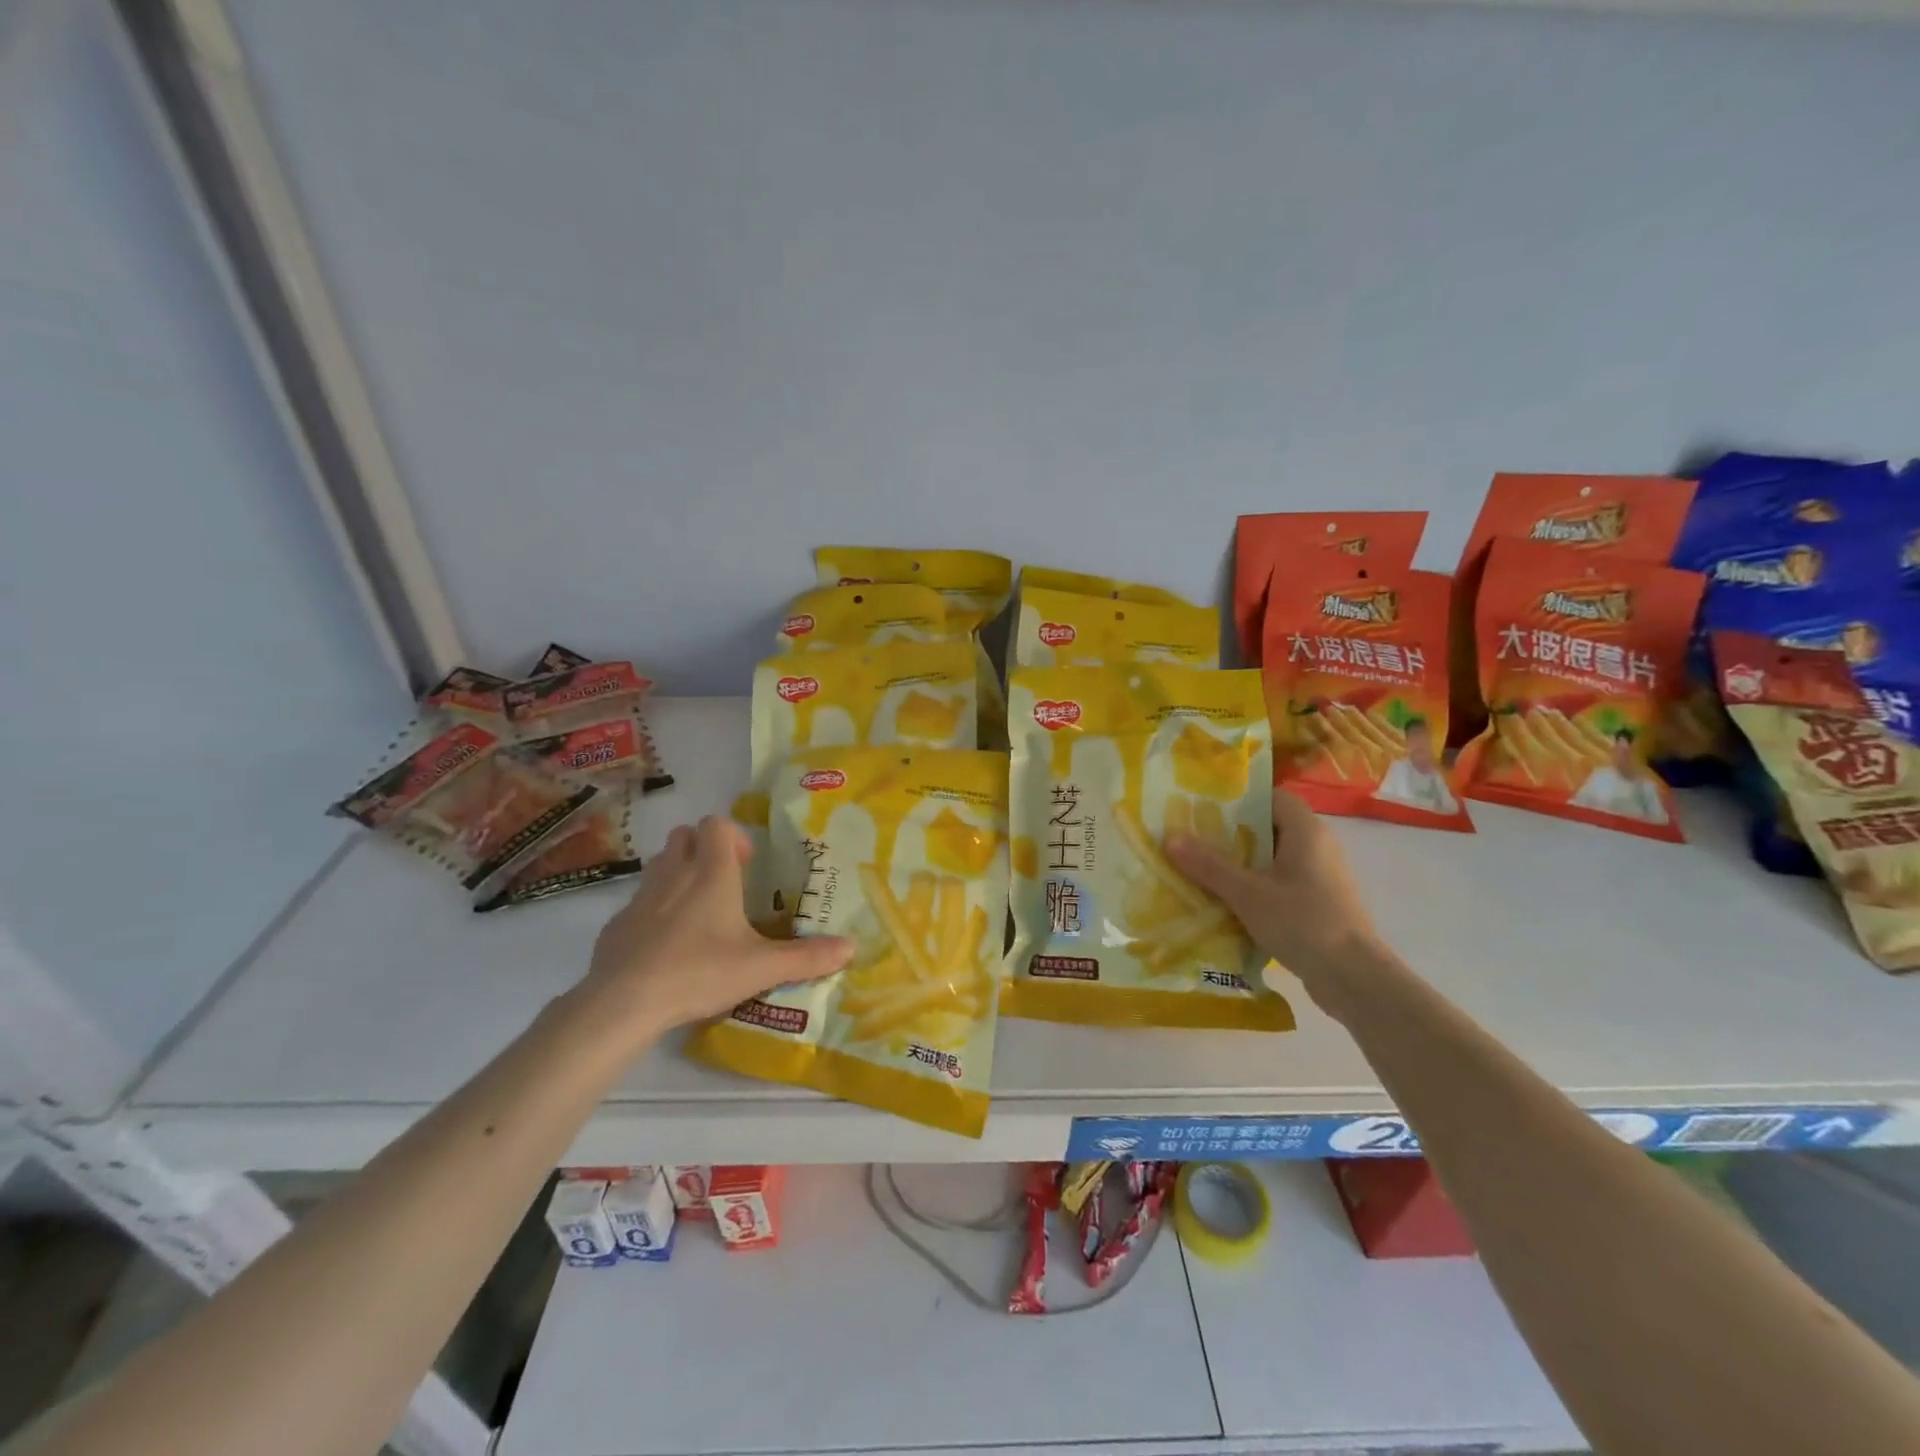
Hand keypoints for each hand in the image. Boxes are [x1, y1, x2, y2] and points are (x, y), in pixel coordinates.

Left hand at [576, 814, 852, 1039]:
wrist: (624, 1003)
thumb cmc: (700, 971)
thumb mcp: (761, 968)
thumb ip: (807, 957)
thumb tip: (851, 947)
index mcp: (711, 873)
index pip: (716, 823)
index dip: (734, 836)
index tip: (748, 866)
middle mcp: (674, 874)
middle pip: (683, 835)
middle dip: (703, 849)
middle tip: (724, 883)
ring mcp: (640, 898)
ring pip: (659, 865)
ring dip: (678, 875)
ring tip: (698, 913)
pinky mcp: (617, 925)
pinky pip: (639, 903)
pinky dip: (653, 912)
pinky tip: (666, 948)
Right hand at [1165, 788, 1384, 1013]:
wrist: (1355, 979)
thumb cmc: (1303, 922)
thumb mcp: (1248, 893)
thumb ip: (1209, 865)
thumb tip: (1170, 837)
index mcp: (1306, 831)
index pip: (1272, 797)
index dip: (1240, 799)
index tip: (1205, 808)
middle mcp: (1318, 847)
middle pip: (1269, 828)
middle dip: (1232, 834)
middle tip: (1194, 840)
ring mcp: (1321, 878)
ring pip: (1274, 859)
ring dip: (1241, 864)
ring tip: (1203, 870)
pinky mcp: (1320, 904)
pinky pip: (1281, 884)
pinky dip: (1256, 888)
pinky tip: (1229, 902)